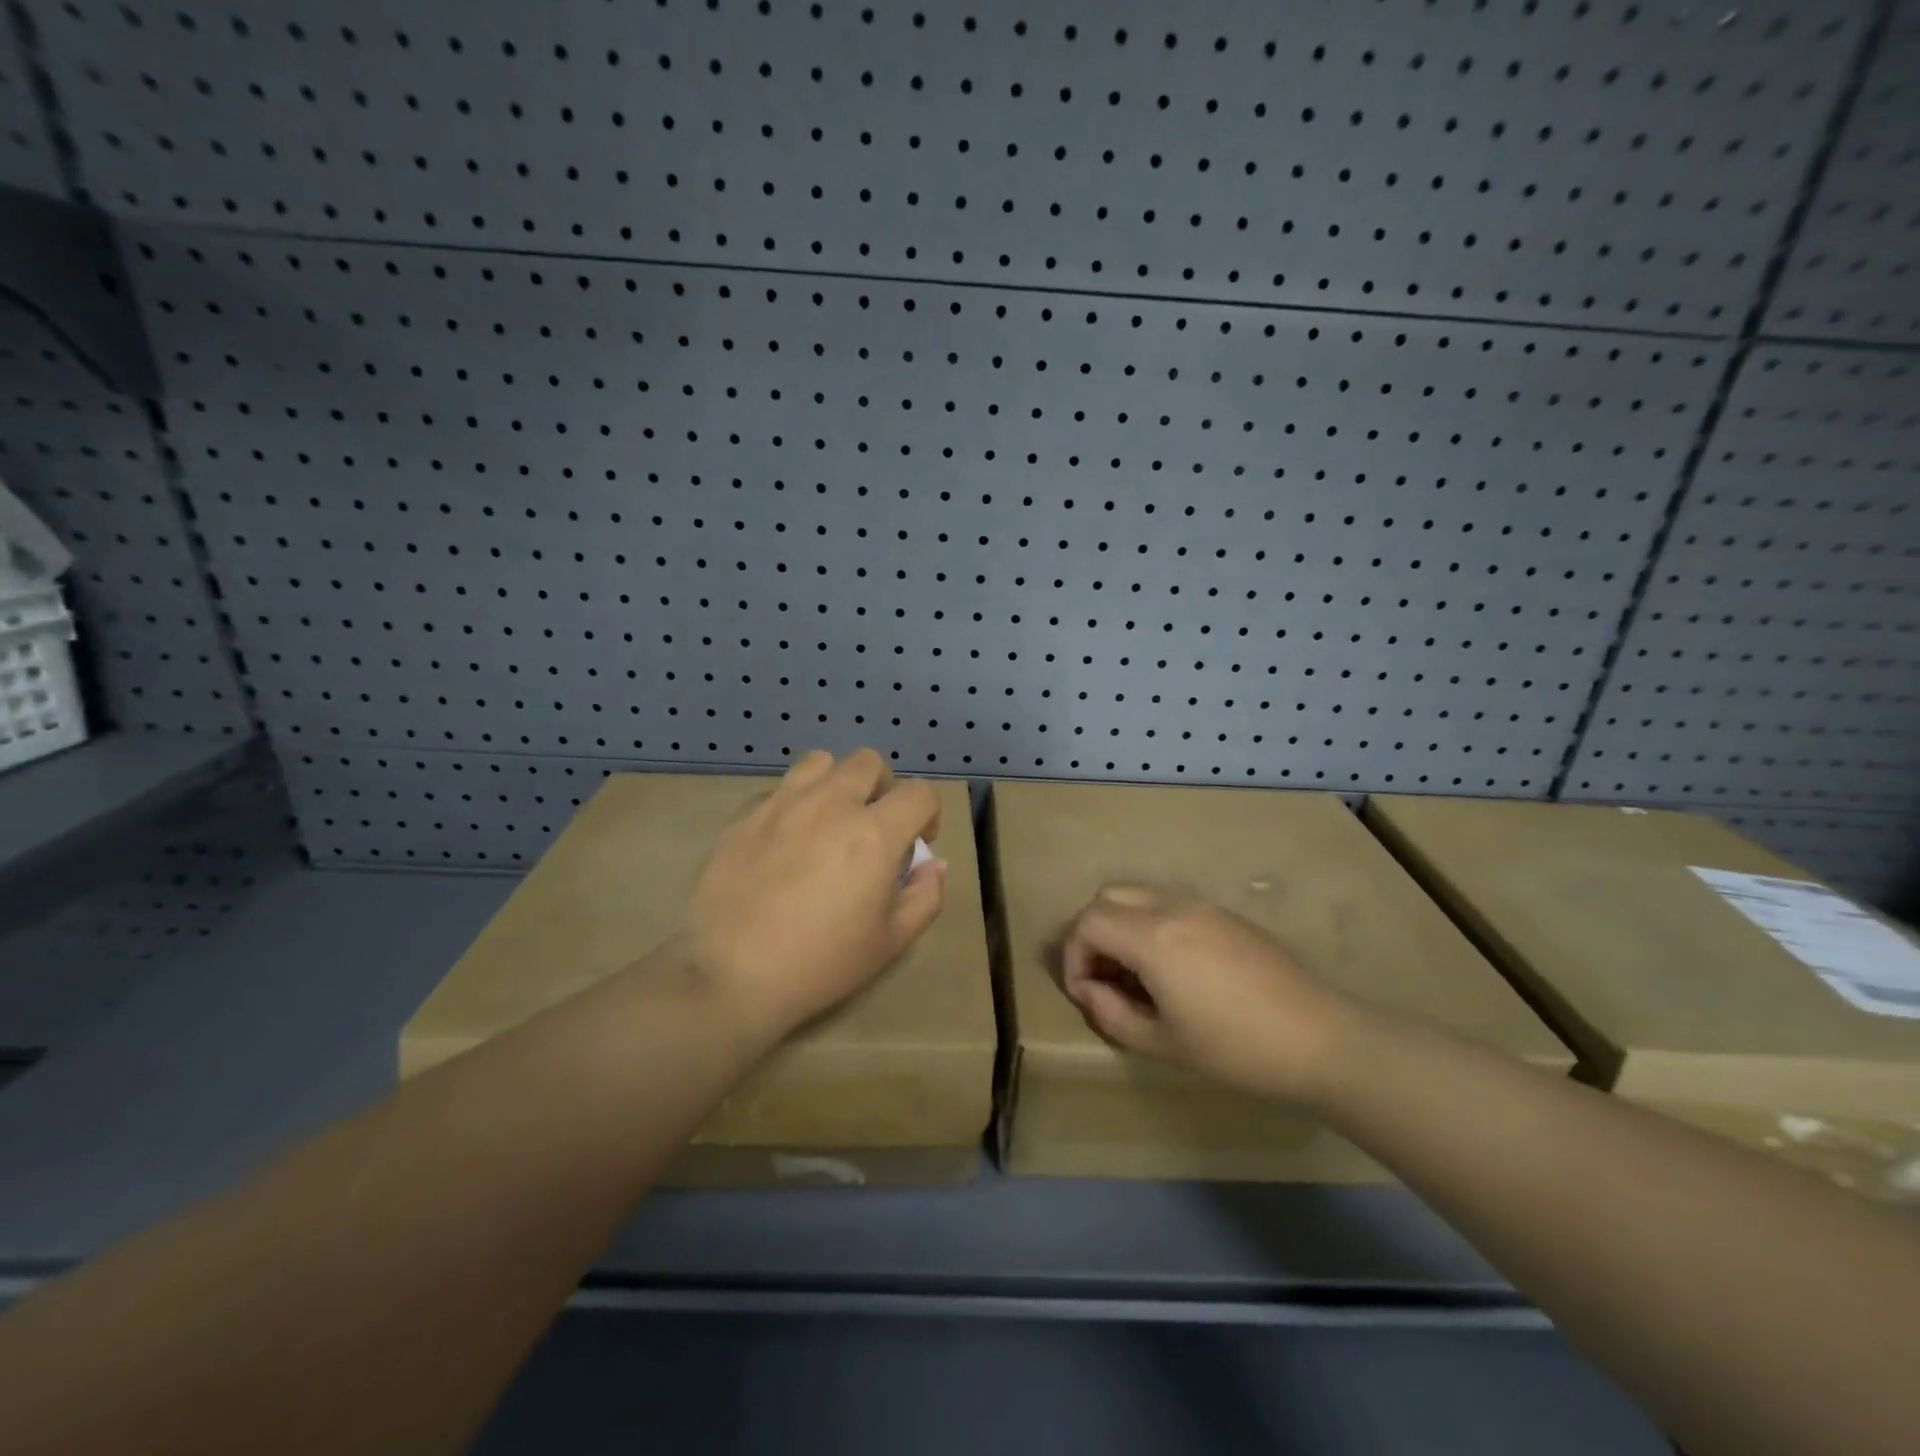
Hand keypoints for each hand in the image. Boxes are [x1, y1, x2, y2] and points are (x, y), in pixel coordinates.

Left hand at [685, 748, 945, 1045]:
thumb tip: (933, 864)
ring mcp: (783, 803)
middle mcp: (831, 804)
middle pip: (869, 762)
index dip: (928, 814)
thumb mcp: (890, 942)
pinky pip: (780, 789)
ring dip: (836, 783)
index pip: (919, 792)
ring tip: (829, 820)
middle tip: (873, 826)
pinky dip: (794, 804)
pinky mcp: (745, 815)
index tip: (917, 843)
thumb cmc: (820, 963)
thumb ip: (924, 896)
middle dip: (882, 788)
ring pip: (820, 762)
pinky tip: (786, 841)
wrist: (731, 975)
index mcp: (874, 834)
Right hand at [1060, 884, 1360, 1105]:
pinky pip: (1169, 905)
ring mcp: (1203, 906)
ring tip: (1135, 975)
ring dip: (1122, 926)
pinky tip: (1172, 970)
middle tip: (1103, 978)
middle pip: (1108, 897)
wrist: (1322, 1041)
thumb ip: (1112, 1013)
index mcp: (1153, 936)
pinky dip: (1150, 925)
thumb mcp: (1163, 1043)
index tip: (1085, 994)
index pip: (1088, 922)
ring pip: (1139, 895)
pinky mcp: (1226, 915)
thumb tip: (1087, 990)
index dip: (1073, 956)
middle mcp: (1172, 907)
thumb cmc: (1237, 1049)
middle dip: (1092, 933)